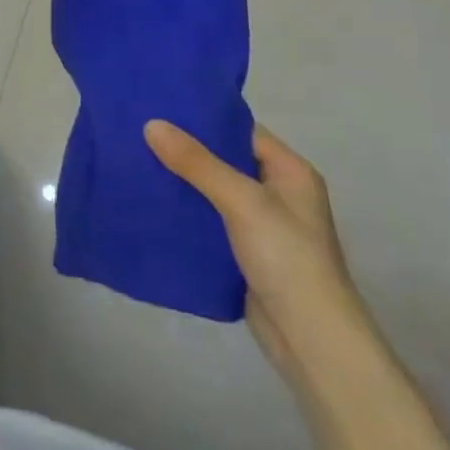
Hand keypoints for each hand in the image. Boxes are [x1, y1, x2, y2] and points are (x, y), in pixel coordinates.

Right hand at [144, 122, 362, 365]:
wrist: (311, 343)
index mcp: (290, 171)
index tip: (161, 106)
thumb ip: (197, 162)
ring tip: (138, 161)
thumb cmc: (287, 258)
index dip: (204, 118)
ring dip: (183, 182)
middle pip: (225, 160)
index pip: (241, 130)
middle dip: (187, 150)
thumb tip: (152, 124)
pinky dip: (186, 213)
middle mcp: (278, 193)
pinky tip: (154, 203)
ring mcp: (262, 226)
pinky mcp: (245, 255)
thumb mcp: (242, 201)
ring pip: (214, 192)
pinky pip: (210, 222)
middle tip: (141, 131)